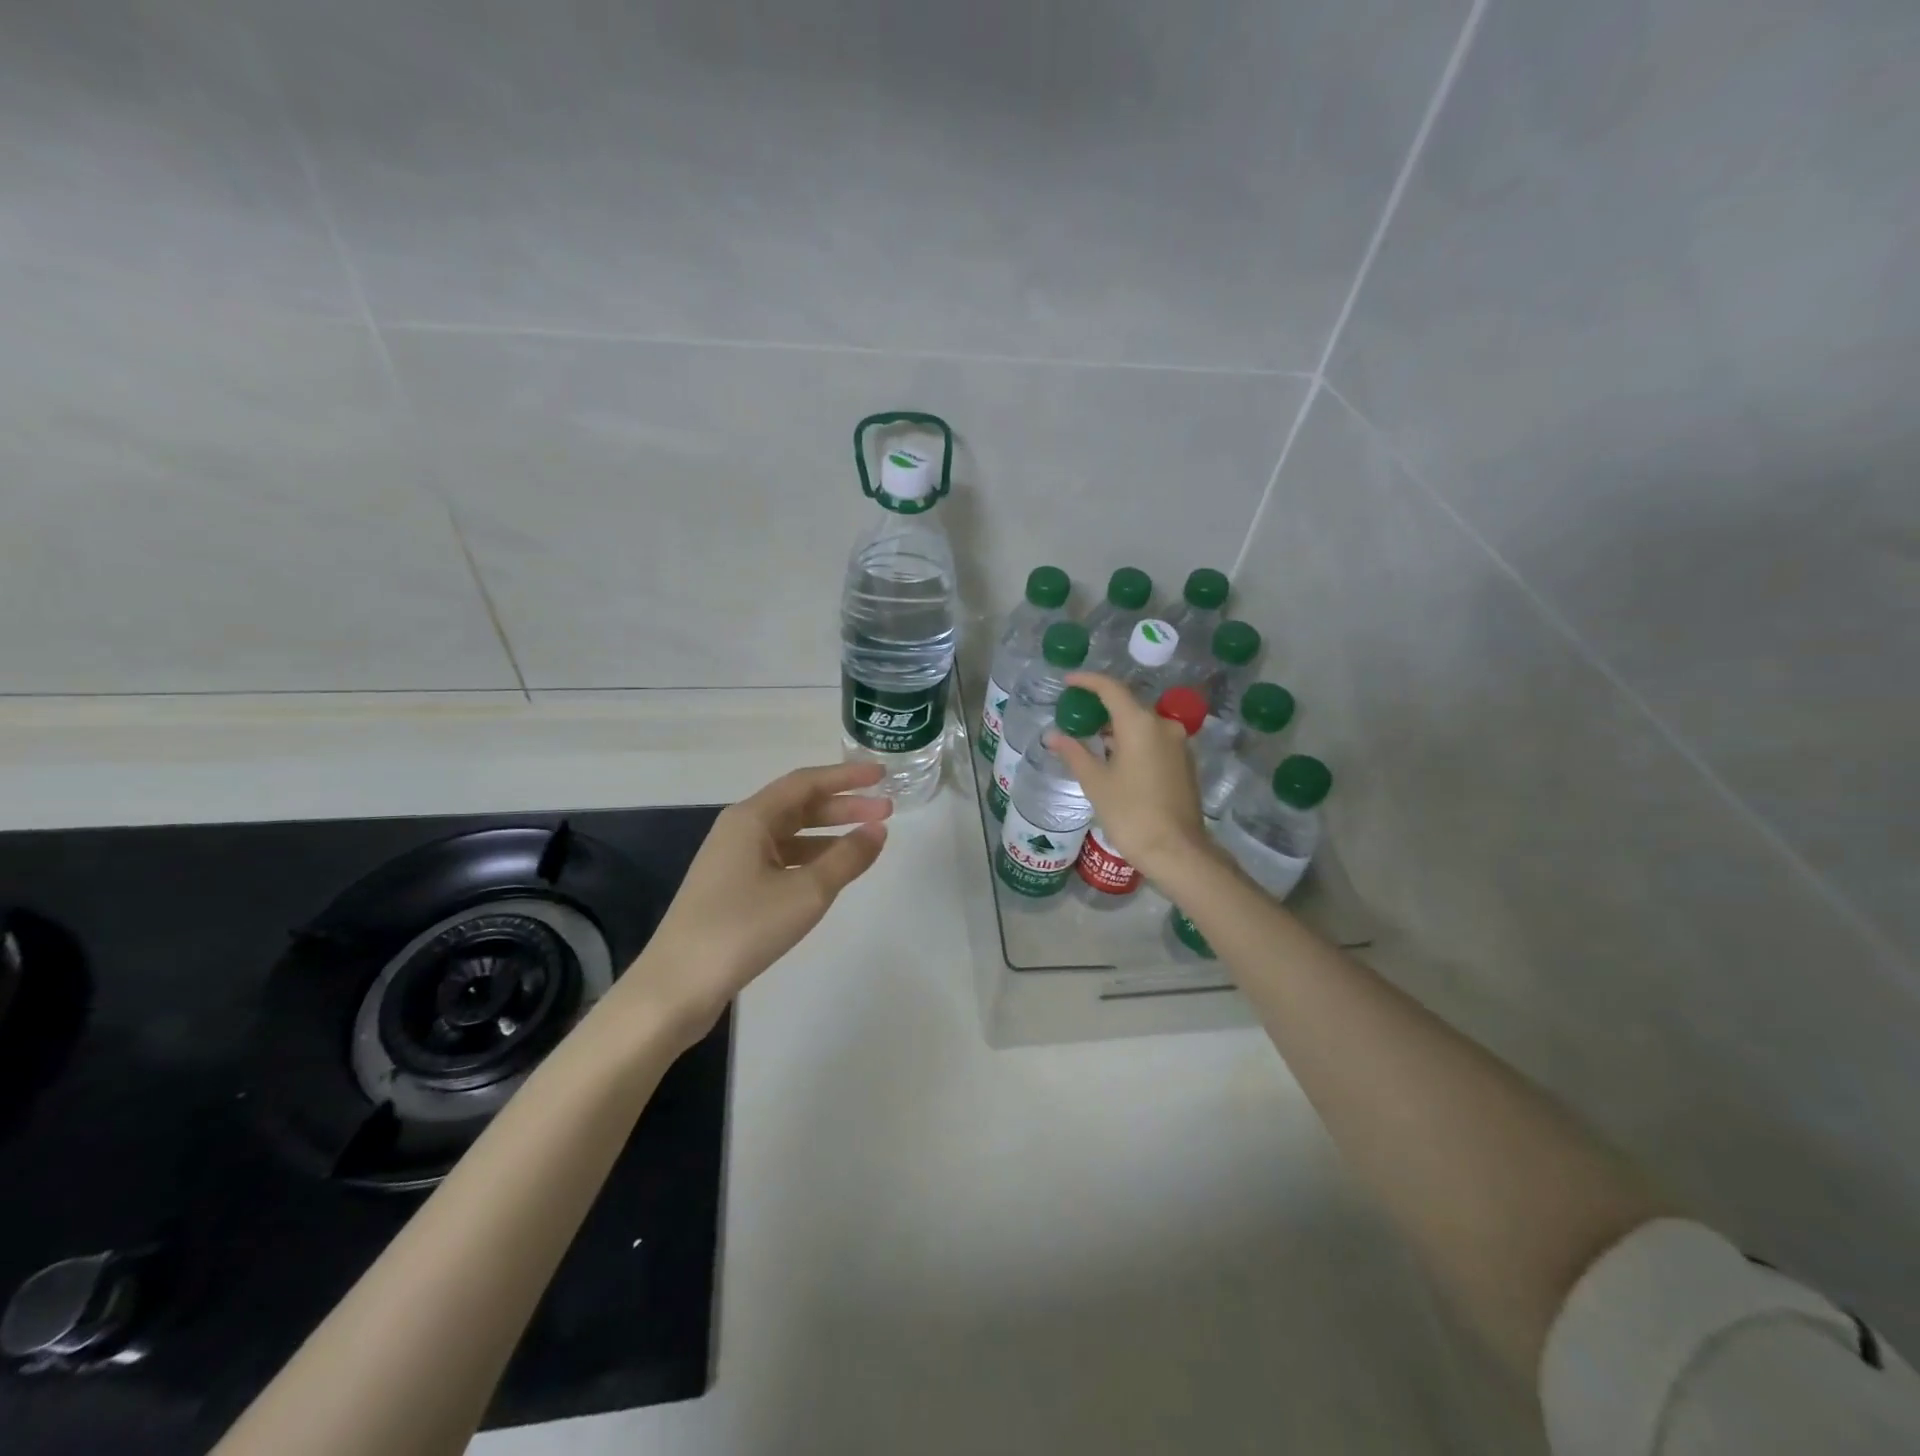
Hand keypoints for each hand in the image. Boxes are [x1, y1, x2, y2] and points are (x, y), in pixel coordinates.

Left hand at [609, 762, 891, 1044]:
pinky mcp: (732, 888)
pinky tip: (831, 873)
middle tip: (886, 810)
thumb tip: (878, 829)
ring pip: (790, 834)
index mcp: (751, 817)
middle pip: (798, 806)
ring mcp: (733, 860)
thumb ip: (847, 857)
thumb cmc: (743, 928)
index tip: (881, 775)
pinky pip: (780, 859)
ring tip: (867, 841)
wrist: (677, 986)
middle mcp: (740, 830)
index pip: (806, 782)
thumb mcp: (806, 892)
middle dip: (843, 806)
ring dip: (829, 833)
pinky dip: (811, 859)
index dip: (846, 776)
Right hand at [1047, 672, 1213, 882]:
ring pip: (1142, 724)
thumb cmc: (1130, 813)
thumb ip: (1074, 753)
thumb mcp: (1096, 782)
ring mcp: (1178, 744)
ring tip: (1091, 738)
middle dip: (1101, 707)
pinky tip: (1116, 757)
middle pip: (1128, 705)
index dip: (1087, 681)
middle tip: (1075, 715)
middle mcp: (1163, 726)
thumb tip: (1053, 736)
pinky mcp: (1184, 762)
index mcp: (1140, 724)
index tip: (1068, 682)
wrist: (1177, 851)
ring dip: (1118, 726)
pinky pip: (1154, 740)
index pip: (1111, 689)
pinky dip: (1133, 741)